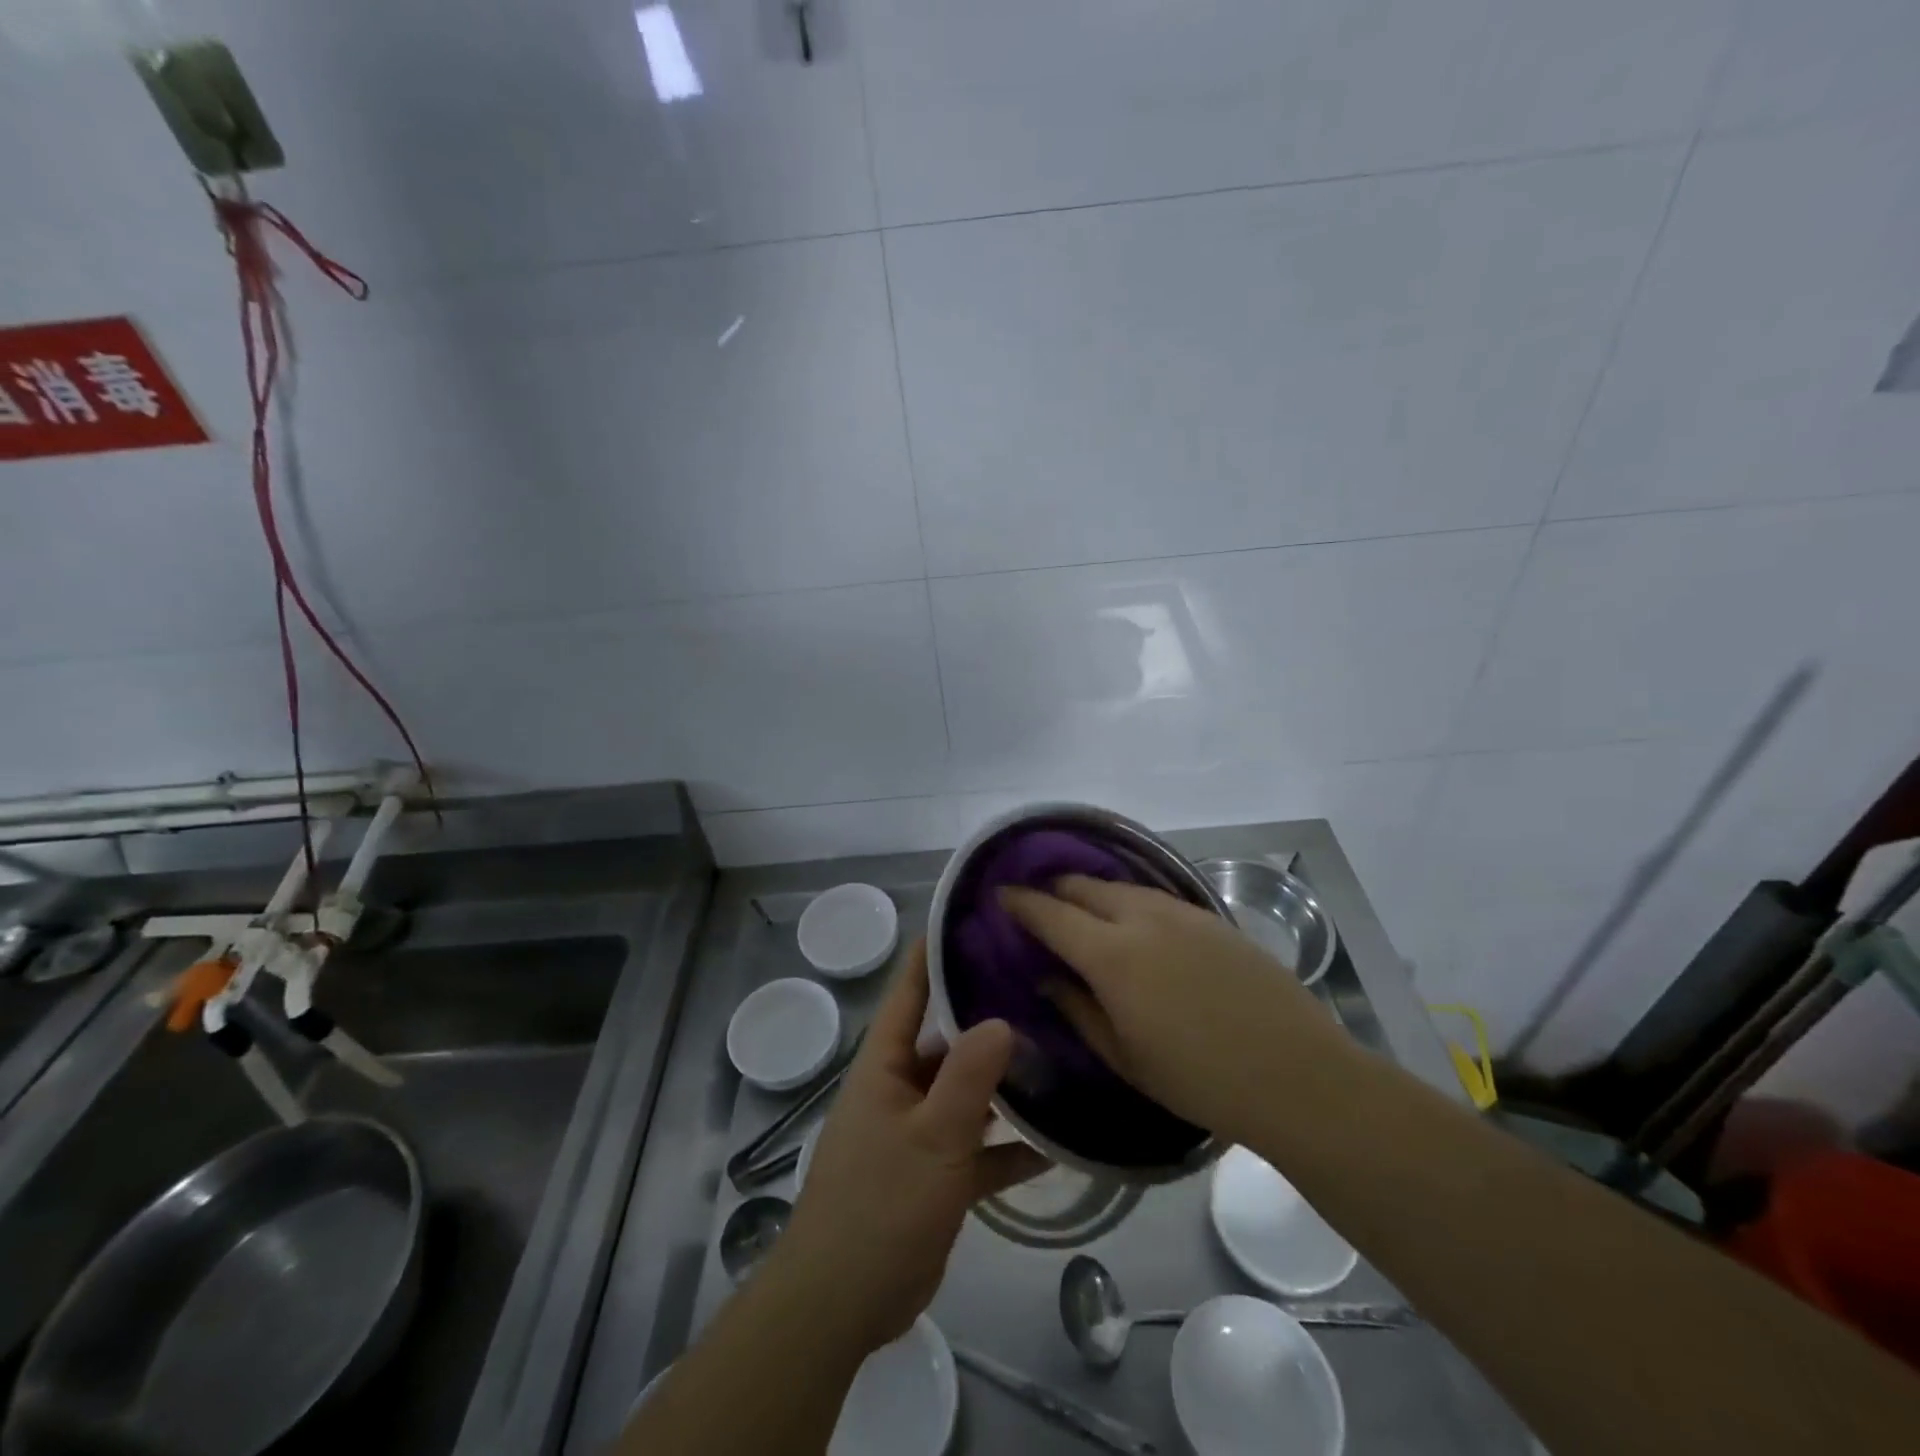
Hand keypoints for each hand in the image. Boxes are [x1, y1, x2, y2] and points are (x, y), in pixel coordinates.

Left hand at [774, 941, 1048, 1352]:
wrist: (843, 1304)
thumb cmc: (879, 1205)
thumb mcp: (931, 1136)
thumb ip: (968, 1078)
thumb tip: (1000, 1018)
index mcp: (885, 1062)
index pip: (910, 990)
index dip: (936, 951)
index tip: (976, 918)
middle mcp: (902, 1084)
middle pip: (949, 1036)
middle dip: (988, 1012)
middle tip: (1041, 983)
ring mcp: (921, 1129)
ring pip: (969, 1090)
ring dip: (1007, 1080)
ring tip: (1060, 1049)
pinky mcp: (938, 1173)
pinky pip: (980, 1147)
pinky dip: (1011, 1145)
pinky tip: (1058, 1141)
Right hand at [1000, 875, 1350, 1144]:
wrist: (1296, 1073)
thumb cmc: (1199, 1079)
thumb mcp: (1124, 1057)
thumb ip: (1077, 1009)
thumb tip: (1048, 976)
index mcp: (1112, 955)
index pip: (1051, 913)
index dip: (1021, 902)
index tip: (1001, 894)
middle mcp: (1142, 918)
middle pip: (1084, 886)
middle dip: (1054, 888)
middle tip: (1039, 902)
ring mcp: (1182, 912)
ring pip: (1122, 886)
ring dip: (1093, 892)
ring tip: (1082, 909)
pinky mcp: (1212, 917)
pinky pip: (1155, 896)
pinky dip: (1130, 900)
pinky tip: (1134, 921)